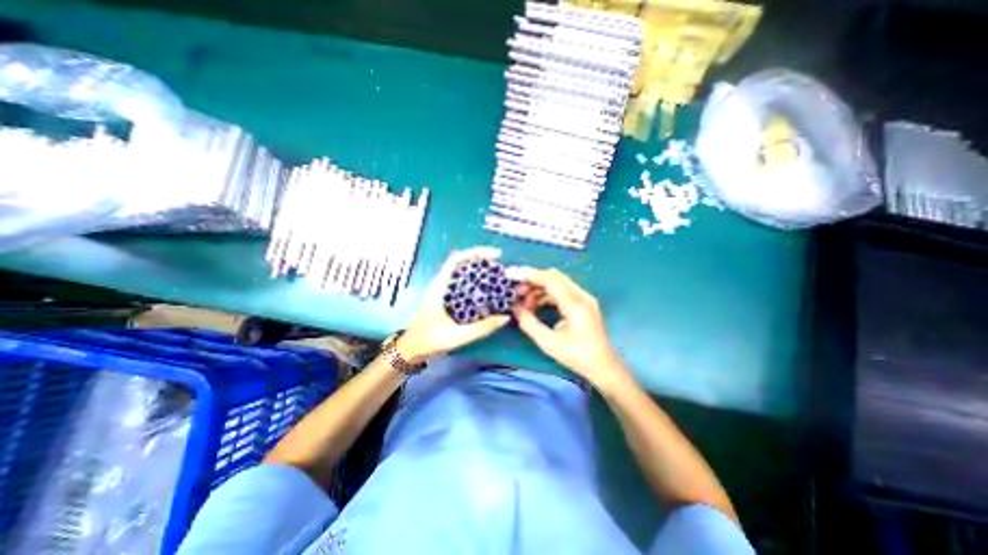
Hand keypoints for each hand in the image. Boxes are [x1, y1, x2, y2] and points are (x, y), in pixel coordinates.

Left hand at [399, 248, 512, 363]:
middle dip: (481, 261)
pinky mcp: (445, 298)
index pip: (456, 259)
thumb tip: (505, 317)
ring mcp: (442, 291)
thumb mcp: (458, 336)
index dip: (476, 253)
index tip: (495, 256)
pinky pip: (462, 284)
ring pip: (462, 273)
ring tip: (497, 277)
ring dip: (479, 271)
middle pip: (461, 263)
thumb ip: (482, 328)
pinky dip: (475, 283)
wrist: (411, 350)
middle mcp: (440, 284)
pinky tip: (486, 292)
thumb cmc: (429, 341)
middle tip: (500, 268)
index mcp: (439, 287)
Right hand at [509, 266, 632, 389]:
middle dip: (533, 280)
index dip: (531, 276)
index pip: (551, 281)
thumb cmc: (576, 357)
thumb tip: (514, 307)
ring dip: (540, 287)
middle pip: (555, 277)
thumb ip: (529, 323)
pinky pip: (563, 290)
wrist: (603, 366)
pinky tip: (536, 304)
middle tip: (517, 291)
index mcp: (576, 306)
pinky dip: (548, 293)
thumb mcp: (548, 343)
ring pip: (558, 282)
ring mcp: (585, 297)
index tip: (514, 276)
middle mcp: (582, 296)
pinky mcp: (584, 301)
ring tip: (524, 301)